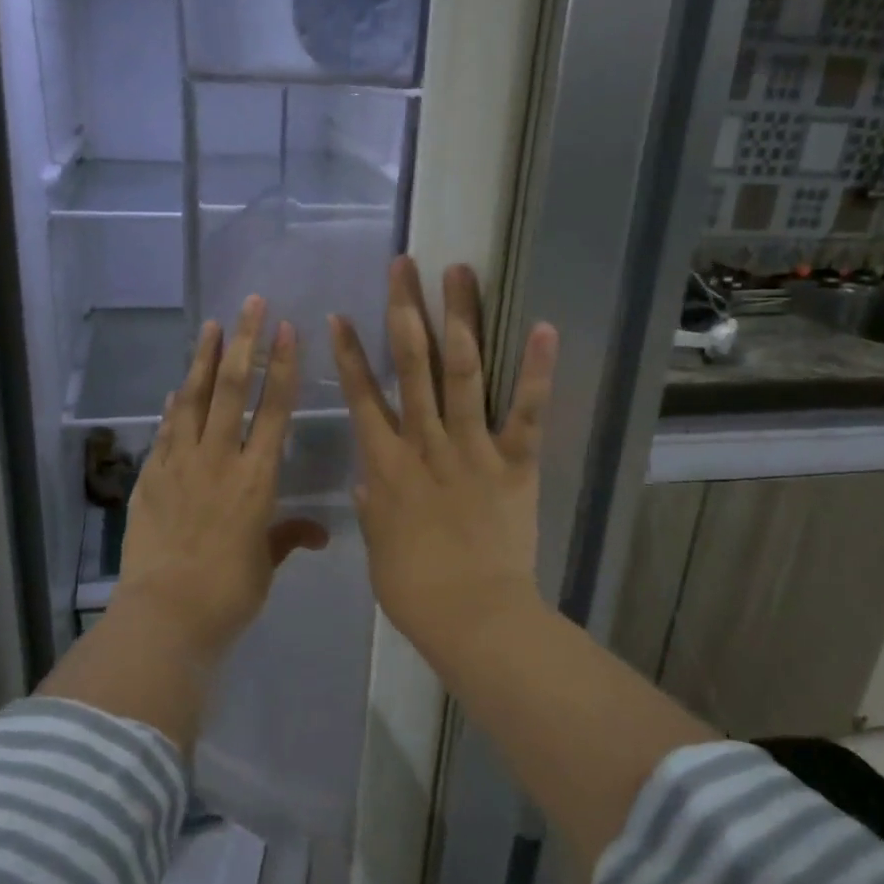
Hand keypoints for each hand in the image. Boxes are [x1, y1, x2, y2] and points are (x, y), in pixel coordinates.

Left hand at [120, 295, 328, 662]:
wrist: (165, 615)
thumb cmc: (229, 593)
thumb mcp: (266, 564)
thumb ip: (288, 537)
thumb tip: (318, 534)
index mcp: (257, 478)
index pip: (274, 409)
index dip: (283, 366)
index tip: (287, 329)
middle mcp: (219, 459)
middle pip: (232, 389)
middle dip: (244, 342)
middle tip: (249, 304)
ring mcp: (179, 464)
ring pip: (193, 399)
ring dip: (203, 359)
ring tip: (211, 326)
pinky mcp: (150, 477)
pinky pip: (164, 431)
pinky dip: (172, 406)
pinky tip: (175, 386)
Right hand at [329, 258, 557, 669]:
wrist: (472, 618)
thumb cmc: (415, 590)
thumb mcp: (379, 547)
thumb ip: (371, 506)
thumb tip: (366, 479)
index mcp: (385, 465)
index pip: (361, 397)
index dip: (349, 354)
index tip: (340, 315)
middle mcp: (423, 443)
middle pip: (410, 365)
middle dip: (404, 310)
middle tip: (404, 266)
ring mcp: (470, 448)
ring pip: (460, 371)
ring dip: (459, 317)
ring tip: (458, 272)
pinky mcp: (514, 462)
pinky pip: (525, 410)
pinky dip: (536, 370)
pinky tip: (543, 326)